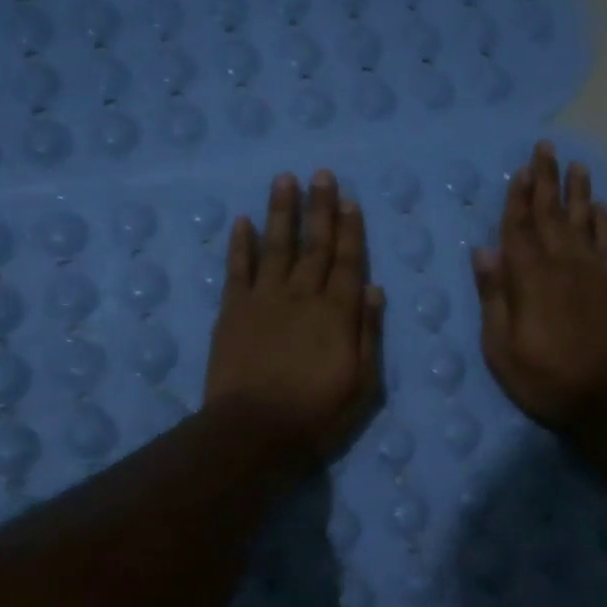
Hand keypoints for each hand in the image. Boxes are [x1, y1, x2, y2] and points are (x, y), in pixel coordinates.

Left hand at [206, 170, 384, 461]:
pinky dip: (240, 244)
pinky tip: (243, 220)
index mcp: (336, 313)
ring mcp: (263, 300)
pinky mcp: (232, 311)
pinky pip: (237, 269)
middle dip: (320, 208)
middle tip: (321, 175)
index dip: (350, 230)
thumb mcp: (363, 384)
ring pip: (276, 246)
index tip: (350, 200)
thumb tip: (373, 289)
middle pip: (313, 245)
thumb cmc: (316, 415)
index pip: (347, 262)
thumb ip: (368, 334)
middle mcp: (301, 296)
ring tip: (285, 179)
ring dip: (281, 212)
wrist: (253, 431)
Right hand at [473, 140, 606, 427]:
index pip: (518, 228)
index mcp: (528, 278)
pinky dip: (603, 222)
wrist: (606, 397)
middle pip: (551, 214)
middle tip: (545, 148)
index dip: (516, 198)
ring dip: (577, 191)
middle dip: (546, 180)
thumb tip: (483, 252)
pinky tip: (600, 207)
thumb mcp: (500, 347)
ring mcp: (592, 272)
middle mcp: (561, 264)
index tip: (518, 170)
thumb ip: (493, 297)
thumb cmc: (544, 377)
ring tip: (575, 165)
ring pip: (583, 221)